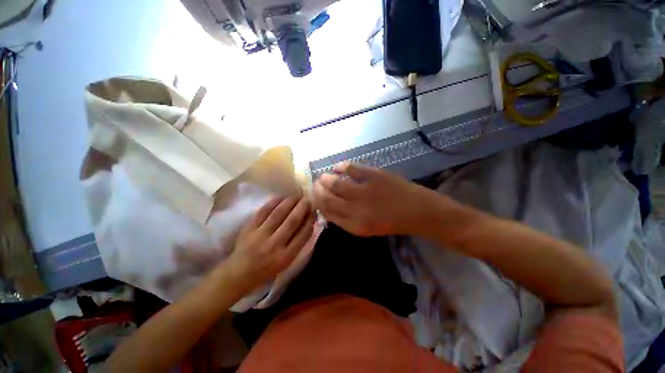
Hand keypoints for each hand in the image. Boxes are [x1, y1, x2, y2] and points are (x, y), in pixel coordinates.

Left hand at [226, 194, 315, 292]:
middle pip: (292, 221)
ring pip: (278, 214)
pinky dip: (274, 202)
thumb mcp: (286, 261)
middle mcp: (274, 245)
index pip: (303, 234)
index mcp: (286, 256)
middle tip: (308, 198)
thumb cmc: (267, 269)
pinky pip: (263, 211)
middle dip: (302, 207)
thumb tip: (309, 222)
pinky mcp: (249, 229)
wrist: (239, 273)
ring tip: (297, 195)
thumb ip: (298, 243)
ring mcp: (260, 236)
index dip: (310, 221)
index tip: (314, 211)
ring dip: (290, 202)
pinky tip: (282, 197)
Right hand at [313, 163, 429, 236]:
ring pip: (335, 183)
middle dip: (317, 190)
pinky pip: (351, 168)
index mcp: (354, 225)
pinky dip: (341, 167)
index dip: (317, 203)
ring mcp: (365, 191)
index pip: (327, 212)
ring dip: (325, 179)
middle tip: (316, 184)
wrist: (418, 211)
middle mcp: (356, 209)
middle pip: (327, 198)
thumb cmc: (391, 222)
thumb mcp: (366, 228)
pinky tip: (338, 167)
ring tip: (323, 176)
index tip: (314, 196)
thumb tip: (328, 207)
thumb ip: (346, 219)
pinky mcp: (375, 176)